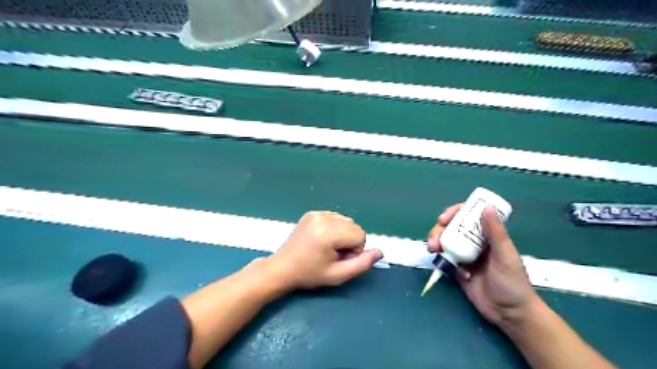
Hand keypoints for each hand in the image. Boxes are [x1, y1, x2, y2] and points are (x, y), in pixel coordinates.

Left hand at [267, 211, 382, 290]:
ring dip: (343, 234)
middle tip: (333, 255)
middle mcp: (323, 218)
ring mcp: (316, 213)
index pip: (360, 235)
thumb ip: (362, 264)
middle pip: (354, 226)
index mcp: (328, 232)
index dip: (354, 251)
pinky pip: (335, 217)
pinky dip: (334, 228)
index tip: (339, 259)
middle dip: (349, 241)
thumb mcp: (338, 275)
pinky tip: (322, 239)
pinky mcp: (312, 213)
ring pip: (346, 221)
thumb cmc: (310, 274)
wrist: (283, 268)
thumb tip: (380, 252)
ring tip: (327, 247)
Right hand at [429, 204, 540, 327]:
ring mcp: (465, 255)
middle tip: (434, 240)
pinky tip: (457, 273)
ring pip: (445, 241)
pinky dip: (444, 262)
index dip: (453, 213)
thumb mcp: (505, 255)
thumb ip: (495, 232)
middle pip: (451, 227)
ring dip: (436, 243)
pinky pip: (446, 260)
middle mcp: (474, 242)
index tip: (443, 219)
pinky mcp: (458, 269)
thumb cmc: (513, 283)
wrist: (509, 313)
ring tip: (433, 251)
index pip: (468, 216)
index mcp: (487, 235)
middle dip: (438, 230)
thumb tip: (486, 206)